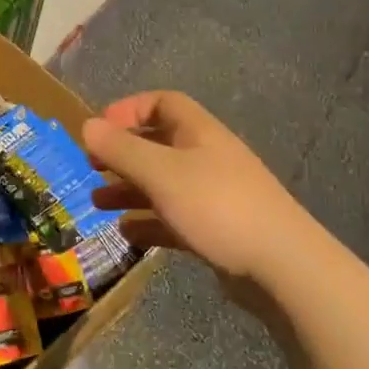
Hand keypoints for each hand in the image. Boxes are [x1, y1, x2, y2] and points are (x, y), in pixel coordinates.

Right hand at [84, 91, 309, 310]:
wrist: (281, 265)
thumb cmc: (217, 206)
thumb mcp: (161, 173)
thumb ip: (121, 149)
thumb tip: (86, 125)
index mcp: (199, 133)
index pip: (163, 103)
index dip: (128, 110)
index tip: (99, 130)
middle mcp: (206, 158)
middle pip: (158, 145)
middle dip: (122, 155)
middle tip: (91, 168)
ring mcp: (213, 195)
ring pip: (162, 184)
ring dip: (129, 190)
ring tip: (98, 203)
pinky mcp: (216, 230)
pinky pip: (174, 218)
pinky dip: (149, 222)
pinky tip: (127, 233)